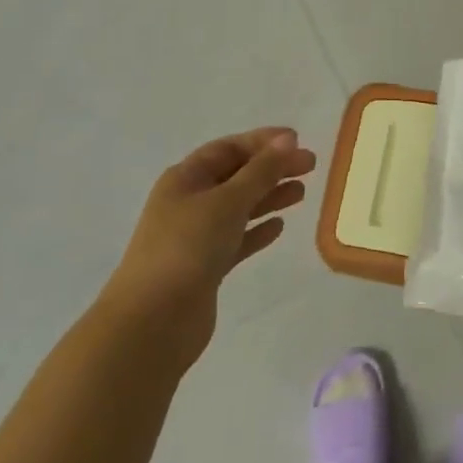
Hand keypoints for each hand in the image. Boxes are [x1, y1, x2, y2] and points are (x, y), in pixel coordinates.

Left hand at [107, 128, 317, 361]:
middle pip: (236, 176)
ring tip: (301, 194)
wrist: (152, 322)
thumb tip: (288, 139)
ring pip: (239, 208)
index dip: (262, 141)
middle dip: (272, 169)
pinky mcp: (205, 268)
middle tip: (310, 167)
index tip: (297, 139)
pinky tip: (279, 228)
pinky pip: (236, 240)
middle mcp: (188, 202)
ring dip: (269, 198)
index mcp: (185, 179)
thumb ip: (261, 171)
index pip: (228, 148)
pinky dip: (257, 231)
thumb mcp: (228, 201)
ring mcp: (195, 237)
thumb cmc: (187, 248)